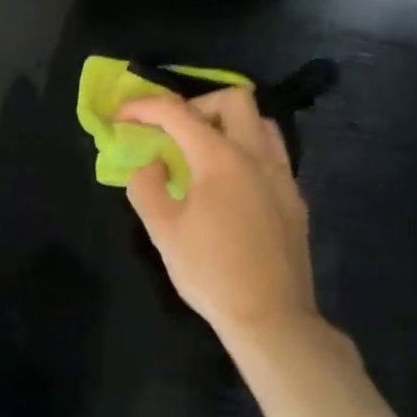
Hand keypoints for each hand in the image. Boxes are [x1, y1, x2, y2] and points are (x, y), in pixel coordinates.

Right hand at [120, 88, 318, 341]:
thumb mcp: (163, 230)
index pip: (177, 113)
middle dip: (196, 105)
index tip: (122, 117)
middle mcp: (257, 156)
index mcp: (220, 159)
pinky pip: (272, 154)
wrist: (270, 317)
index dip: (144, 108)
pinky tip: (229, 185)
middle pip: (233, 100)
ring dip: (228, 124)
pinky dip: (246, 151)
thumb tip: (150, 163)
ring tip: (203, 152)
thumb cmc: (210, 272)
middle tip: (173, 132)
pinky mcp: (294, 198)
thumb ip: (146, 186)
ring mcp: (282, 176)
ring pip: (261, 123)